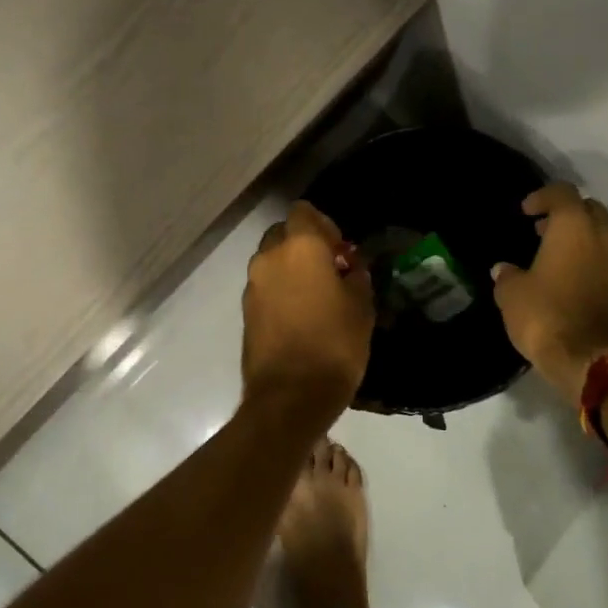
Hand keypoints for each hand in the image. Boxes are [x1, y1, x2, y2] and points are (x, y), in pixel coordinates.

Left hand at [242, 201, 374, 425]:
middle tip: (330, 271)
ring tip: (317, 297)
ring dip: (291, 269)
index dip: (324, 225)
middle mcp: (269, 258)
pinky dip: (281, 292)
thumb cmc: (335, 345)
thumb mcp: (361, 308)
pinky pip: (266, 287)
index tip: (341, 250)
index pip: (304, 212)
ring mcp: (253, 285)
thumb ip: (356, 277)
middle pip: (284, 234)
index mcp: (300, 247)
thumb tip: (350, 268)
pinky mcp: (246, 311)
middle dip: (305, 246)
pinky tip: (301, 316)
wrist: (290, 396)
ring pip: (272, 262)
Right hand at [492, 183, 607, 405]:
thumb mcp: (512, 295)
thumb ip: (507, 276)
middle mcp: (605, 236)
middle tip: (543, 230)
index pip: (562, 193)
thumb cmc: (547, 317)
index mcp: (575, 226)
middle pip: (590, 210)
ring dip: (583, 239)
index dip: (542, 197)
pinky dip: (593, 262)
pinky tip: (573, 280)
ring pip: (604, 235)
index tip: (526, 211)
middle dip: (567, 215)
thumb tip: (504, 269)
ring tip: (558, 255)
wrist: (593, 360)